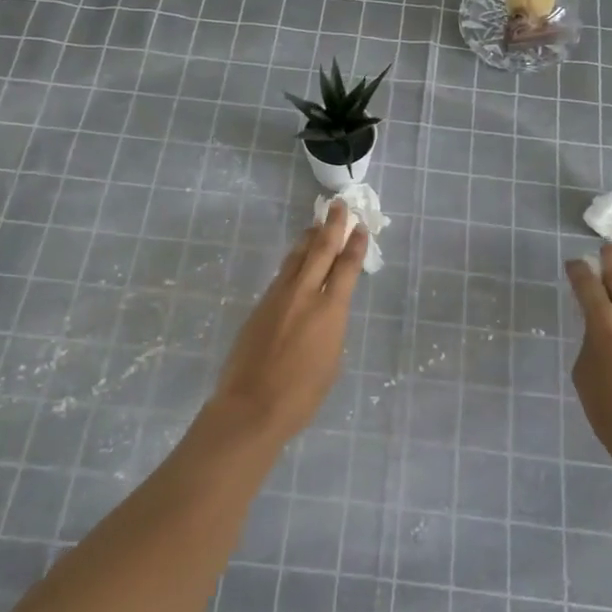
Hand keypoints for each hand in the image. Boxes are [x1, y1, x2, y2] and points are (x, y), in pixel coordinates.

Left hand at [208, 200, 368, 442]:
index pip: (347, 267)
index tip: (360, 227)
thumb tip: (326, 314)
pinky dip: (293, 262)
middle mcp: (305, 294)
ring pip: (297, 258)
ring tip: (315, 224)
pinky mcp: (260, 305)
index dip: (355, 245)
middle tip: (337, 206)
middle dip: (332, 226)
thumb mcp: (331, 361)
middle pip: (320, 250)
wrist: (251, 406)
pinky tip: (296, 262)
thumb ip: (331, 329)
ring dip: (308, 238)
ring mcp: (278, 297)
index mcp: (331, 310)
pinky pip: (282, 275)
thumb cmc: (302, 395)